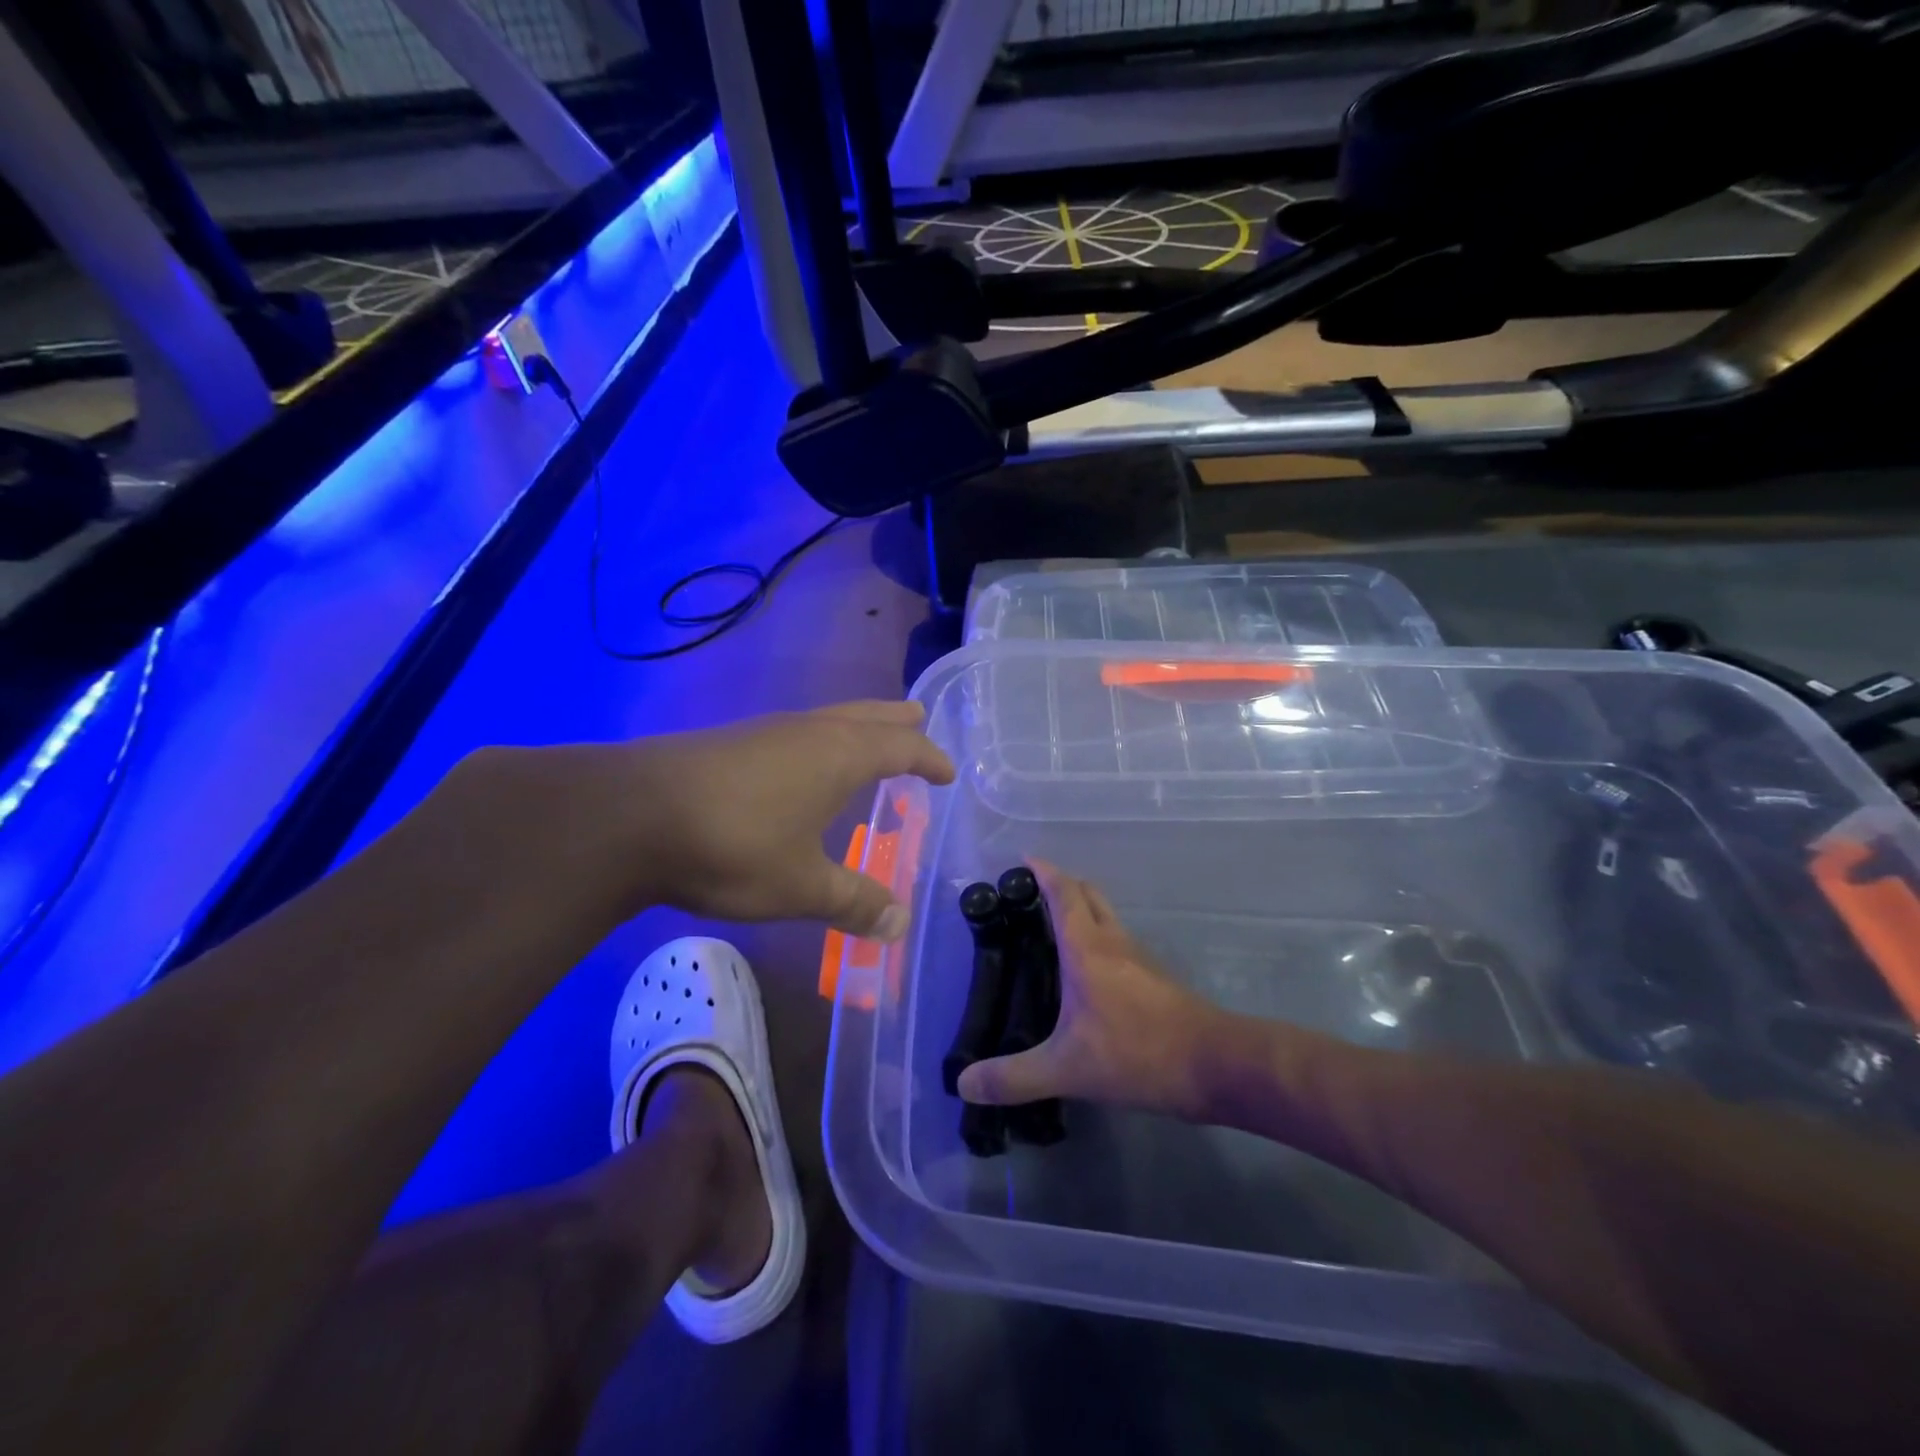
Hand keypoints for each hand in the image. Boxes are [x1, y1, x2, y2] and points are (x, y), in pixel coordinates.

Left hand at [447, 702, 953, 939]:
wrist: (629, 817)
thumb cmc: (732, 846)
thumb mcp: (802, 885)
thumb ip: (853, 902)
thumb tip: (899, 925)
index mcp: (838, 756)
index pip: (900, 746)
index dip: (927, 757)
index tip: (947, 771)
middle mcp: (807, 733)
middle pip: (865, 716)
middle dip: (895, 721)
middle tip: (919, 720)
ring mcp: (765, 733)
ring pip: (827, 719)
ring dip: (856, 725)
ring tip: (869, 738)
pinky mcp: (730, 744)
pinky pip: (796, 732)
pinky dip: (820, 740)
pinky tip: (802, 763)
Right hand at [956, 862, 1224, 1118]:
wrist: (1214, 1065)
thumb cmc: (1137, 1054)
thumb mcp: (1067, 1069)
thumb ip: (1014, 1077)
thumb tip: (965, 1084)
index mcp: (1087, 948)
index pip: (1063, 893)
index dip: (1043, 871)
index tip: (1022, 860)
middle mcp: (1113, 941)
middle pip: (1088, 894)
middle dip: (1061, 885)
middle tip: (1031, 895)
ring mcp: (1139, 957)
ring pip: (1107, 916)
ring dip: (1082, 910)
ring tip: (1052, 931)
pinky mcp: (1156, 977)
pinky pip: (1119, 941)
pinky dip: (1098, 938)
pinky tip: (1087, 972)